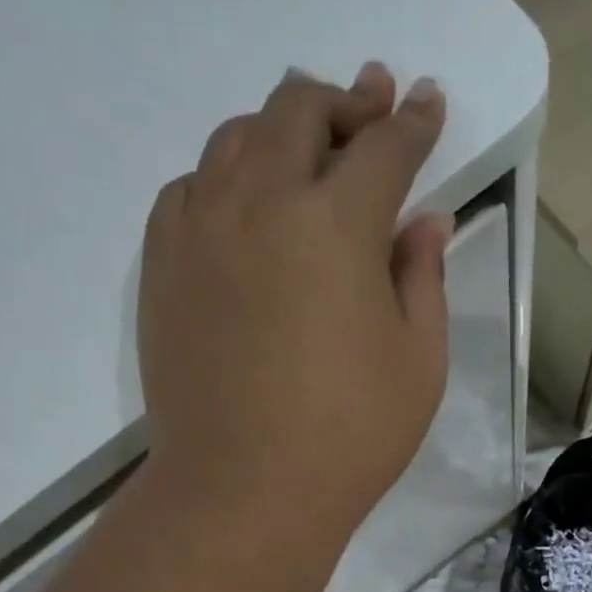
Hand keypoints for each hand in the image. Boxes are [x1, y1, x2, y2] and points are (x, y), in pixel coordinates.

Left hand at [138, 61, 451, 538]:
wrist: (243, 491)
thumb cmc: (351, 436)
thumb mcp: (419, 361)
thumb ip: (423, 277)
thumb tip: (426, 220)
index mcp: (337, 224)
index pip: (385, 147)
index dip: (414, 120)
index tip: (429, 100)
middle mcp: (261, 201)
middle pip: (301, 112)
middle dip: (347, 102)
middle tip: (372, 105)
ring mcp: (200, 227)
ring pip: (238, 137)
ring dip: (282, 127)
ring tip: (309, 149)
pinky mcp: (162, 262)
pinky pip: (193, 185)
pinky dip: (228, 174)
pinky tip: (246, 203)